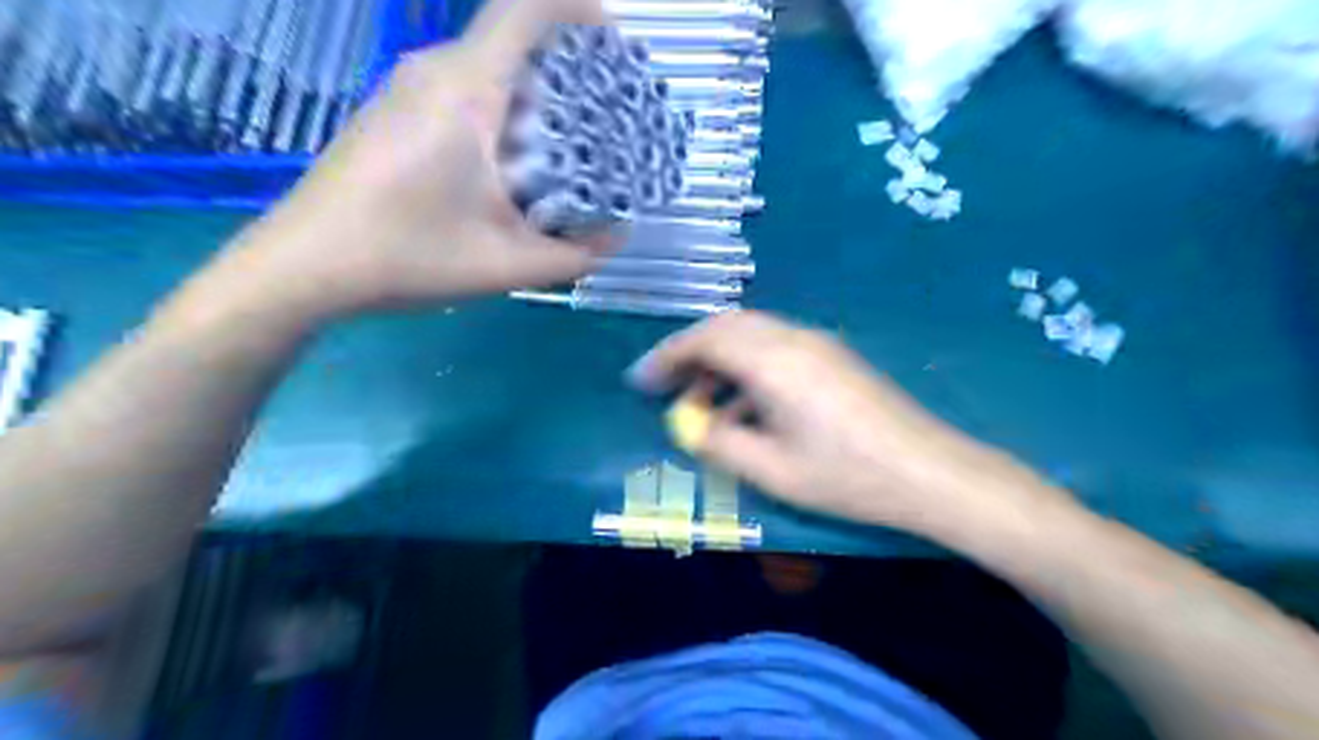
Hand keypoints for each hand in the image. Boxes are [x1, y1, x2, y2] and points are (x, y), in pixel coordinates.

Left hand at [232, 0, 613, 317]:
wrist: (304, 265)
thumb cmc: (407, 256)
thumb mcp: (506, 265)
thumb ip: (573, 255)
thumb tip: (614, 238)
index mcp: (465, 91)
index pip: (524, 10)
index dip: (576, 8)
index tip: (611, 43)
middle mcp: (432, 73)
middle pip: (510, 39)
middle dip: (564, 66)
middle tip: (603, 113)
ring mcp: (404, 89)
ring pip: (485, 67)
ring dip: (531, 94)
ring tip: (565, 145)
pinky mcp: (391, 112)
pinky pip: (458, 90)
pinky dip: (498, 110)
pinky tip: (509, 163)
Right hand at [631, 310, 1057, 537]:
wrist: (928, 472)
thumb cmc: (845, 476)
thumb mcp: (770, 470)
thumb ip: (719, 442)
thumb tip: (690, 424)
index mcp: (773, 360)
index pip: (704, 339)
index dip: (666, 357)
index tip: (640, 381)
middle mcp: (793, 338)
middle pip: (726, 326)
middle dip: (689, 351)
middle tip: (664, 385)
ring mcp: (817, 343)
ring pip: (751, 333)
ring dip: (719, 358)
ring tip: (702, 401)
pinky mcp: (833, 356)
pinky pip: (775, 346)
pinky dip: (746, 364)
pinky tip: (746, 404)